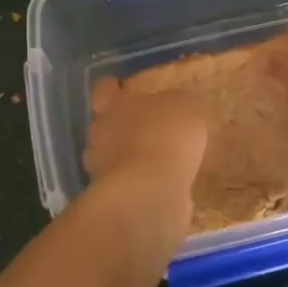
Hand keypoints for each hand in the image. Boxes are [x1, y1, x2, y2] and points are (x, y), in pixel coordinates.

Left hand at [82, 78, 207, 241]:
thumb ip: (178, 104)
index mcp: (114, 104)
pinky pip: (126, 184)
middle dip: (121, 126)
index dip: (113, 88)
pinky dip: (139, 184)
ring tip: (155, 161)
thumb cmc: (165, 135)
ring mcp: (101, 168)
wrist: (150, 191)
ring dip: (129, 157)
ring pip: (112, 156)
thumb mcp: (186, 107)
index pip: (104, 90)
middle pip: (105, 124)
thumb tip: (176, 108)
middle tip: (146, 128)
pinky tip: (161, 186)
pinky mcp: (113, 197)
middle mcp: (101, 133)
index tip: (122, 88)